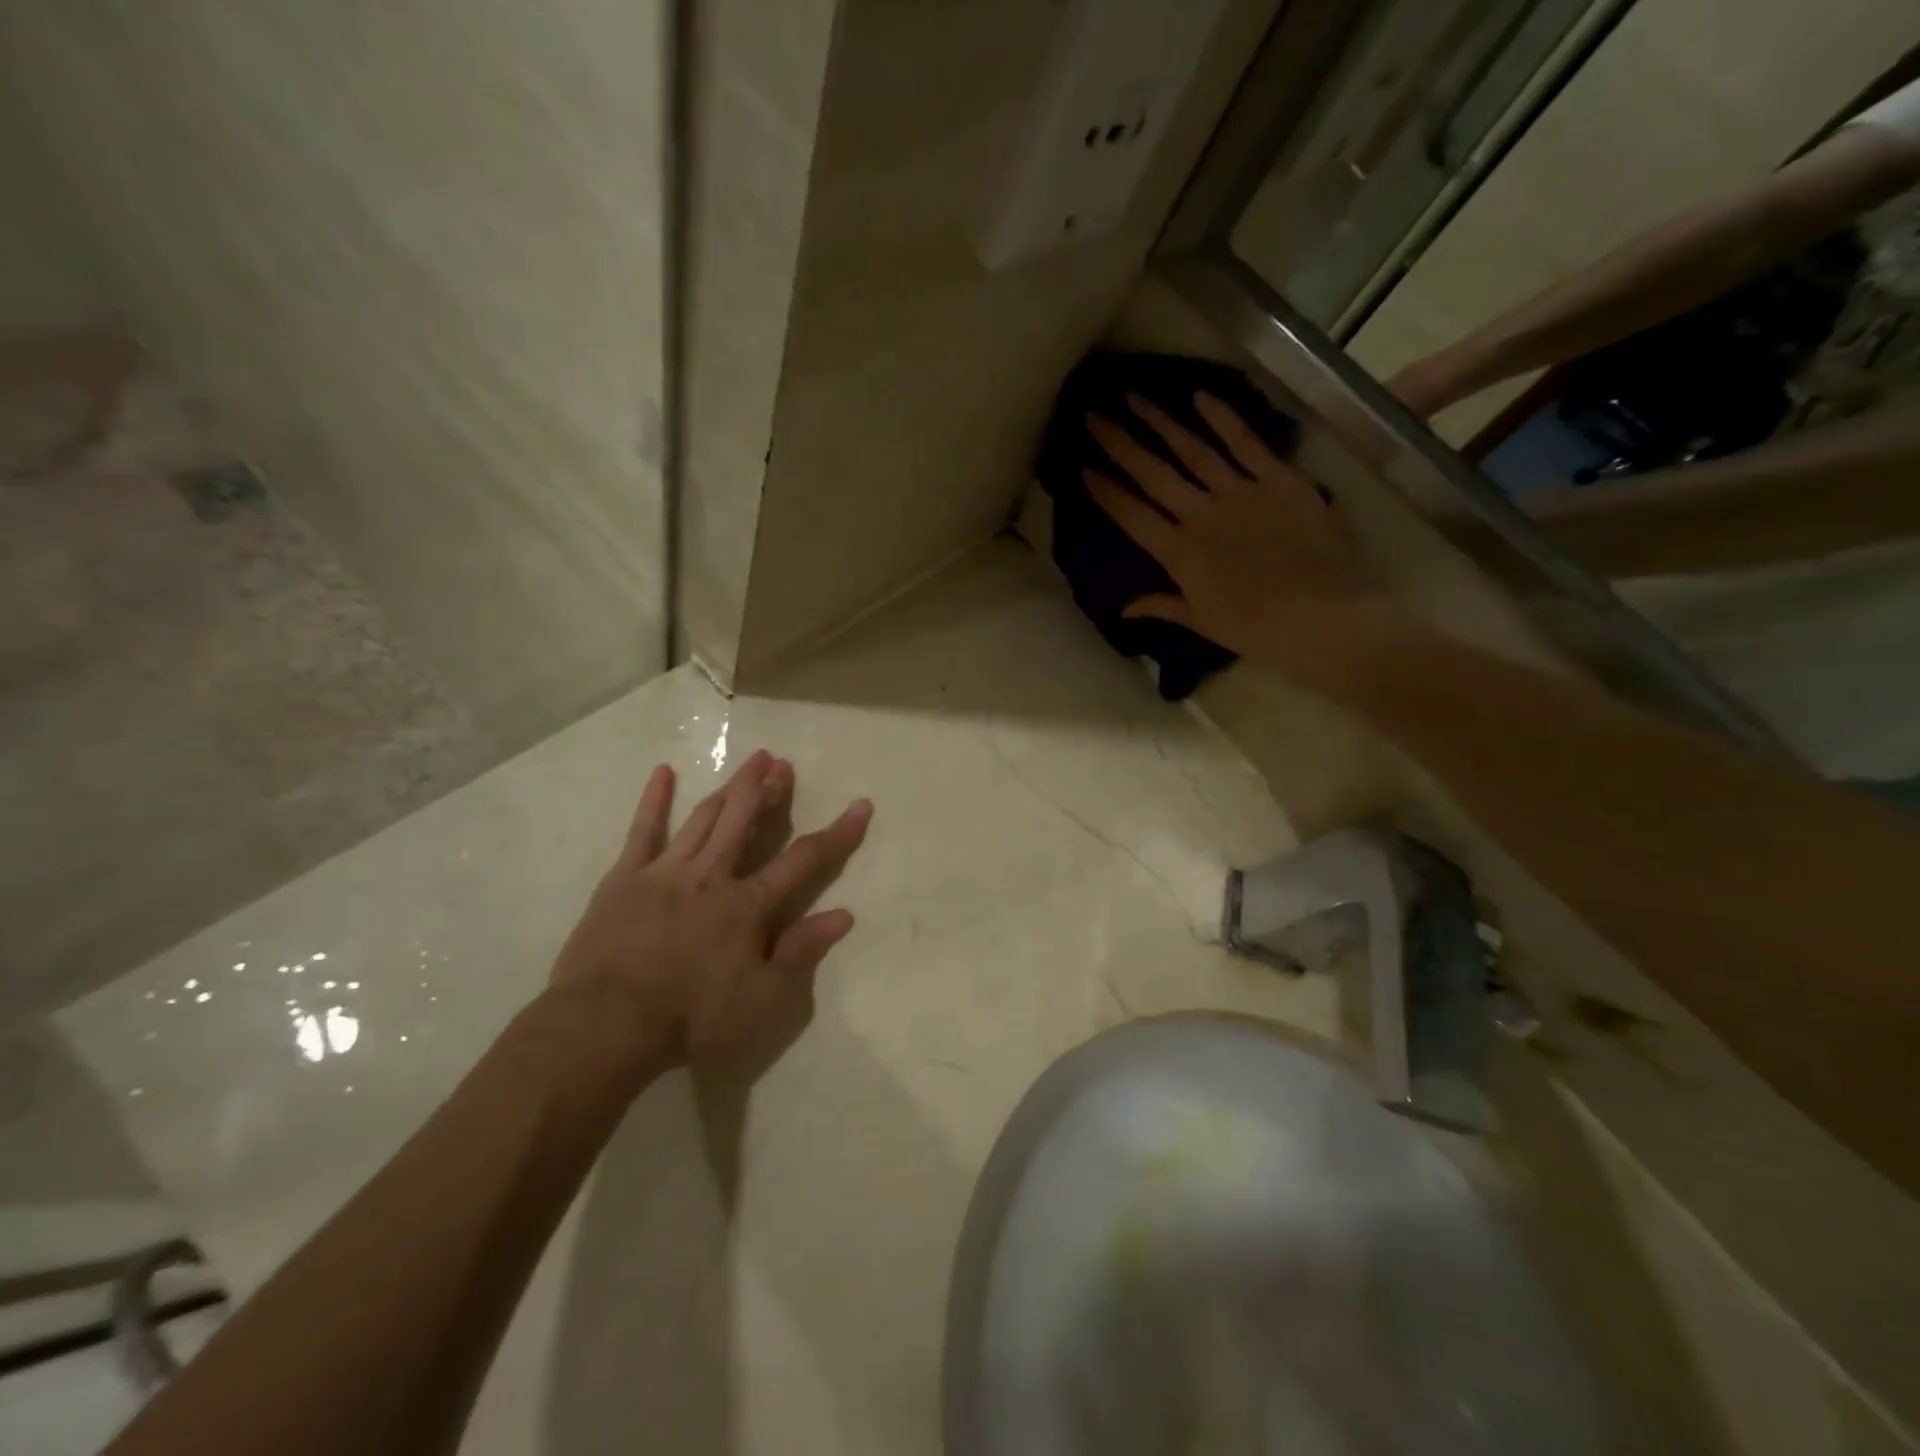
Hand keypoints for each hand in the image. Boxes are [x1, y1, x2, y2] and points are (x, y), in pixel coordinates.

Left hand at [548, 749, 871, 1078]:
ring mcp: (666, 871)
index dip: (838, 833)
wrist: (606, 1025)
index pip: (804, 860)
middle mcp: (712, 876)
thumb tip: (843, 915)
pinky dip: (655, 800)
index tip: (861, 806)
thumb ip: (801, 952)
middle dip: (769, 791)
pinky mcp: (625, 877)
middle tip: (783, 763)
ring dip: (731, 787)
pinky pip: (643, 830)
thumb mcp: (762, 1000)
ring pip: (705, 818)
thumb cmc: (691, 1018)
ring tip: (751, 760)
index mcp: (748, 906)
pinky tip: (663, 772)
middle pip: (746, 822)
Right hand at [1085, 393, 1392, 659]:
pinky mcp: (1279, 479)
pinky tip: (1200, 397)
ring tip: (1135, 398)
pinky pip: (1246, 442)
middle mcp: (1201, 514)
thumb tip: (1124, 610)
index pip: (1132, 515)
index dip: (1106, 492)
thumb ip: (1163, 606)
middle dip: (1120, 444)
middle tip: (1094, 416)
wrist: (1323, 615)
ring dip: (1161, 422)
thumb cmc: (1258, 628)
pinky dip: (1223, 418)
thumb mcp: (1204, 622)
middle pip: (1153, 473)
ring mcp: (1240, 491)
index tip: (1083, 468)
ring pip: (1192, 449)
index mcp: (1180, 552)